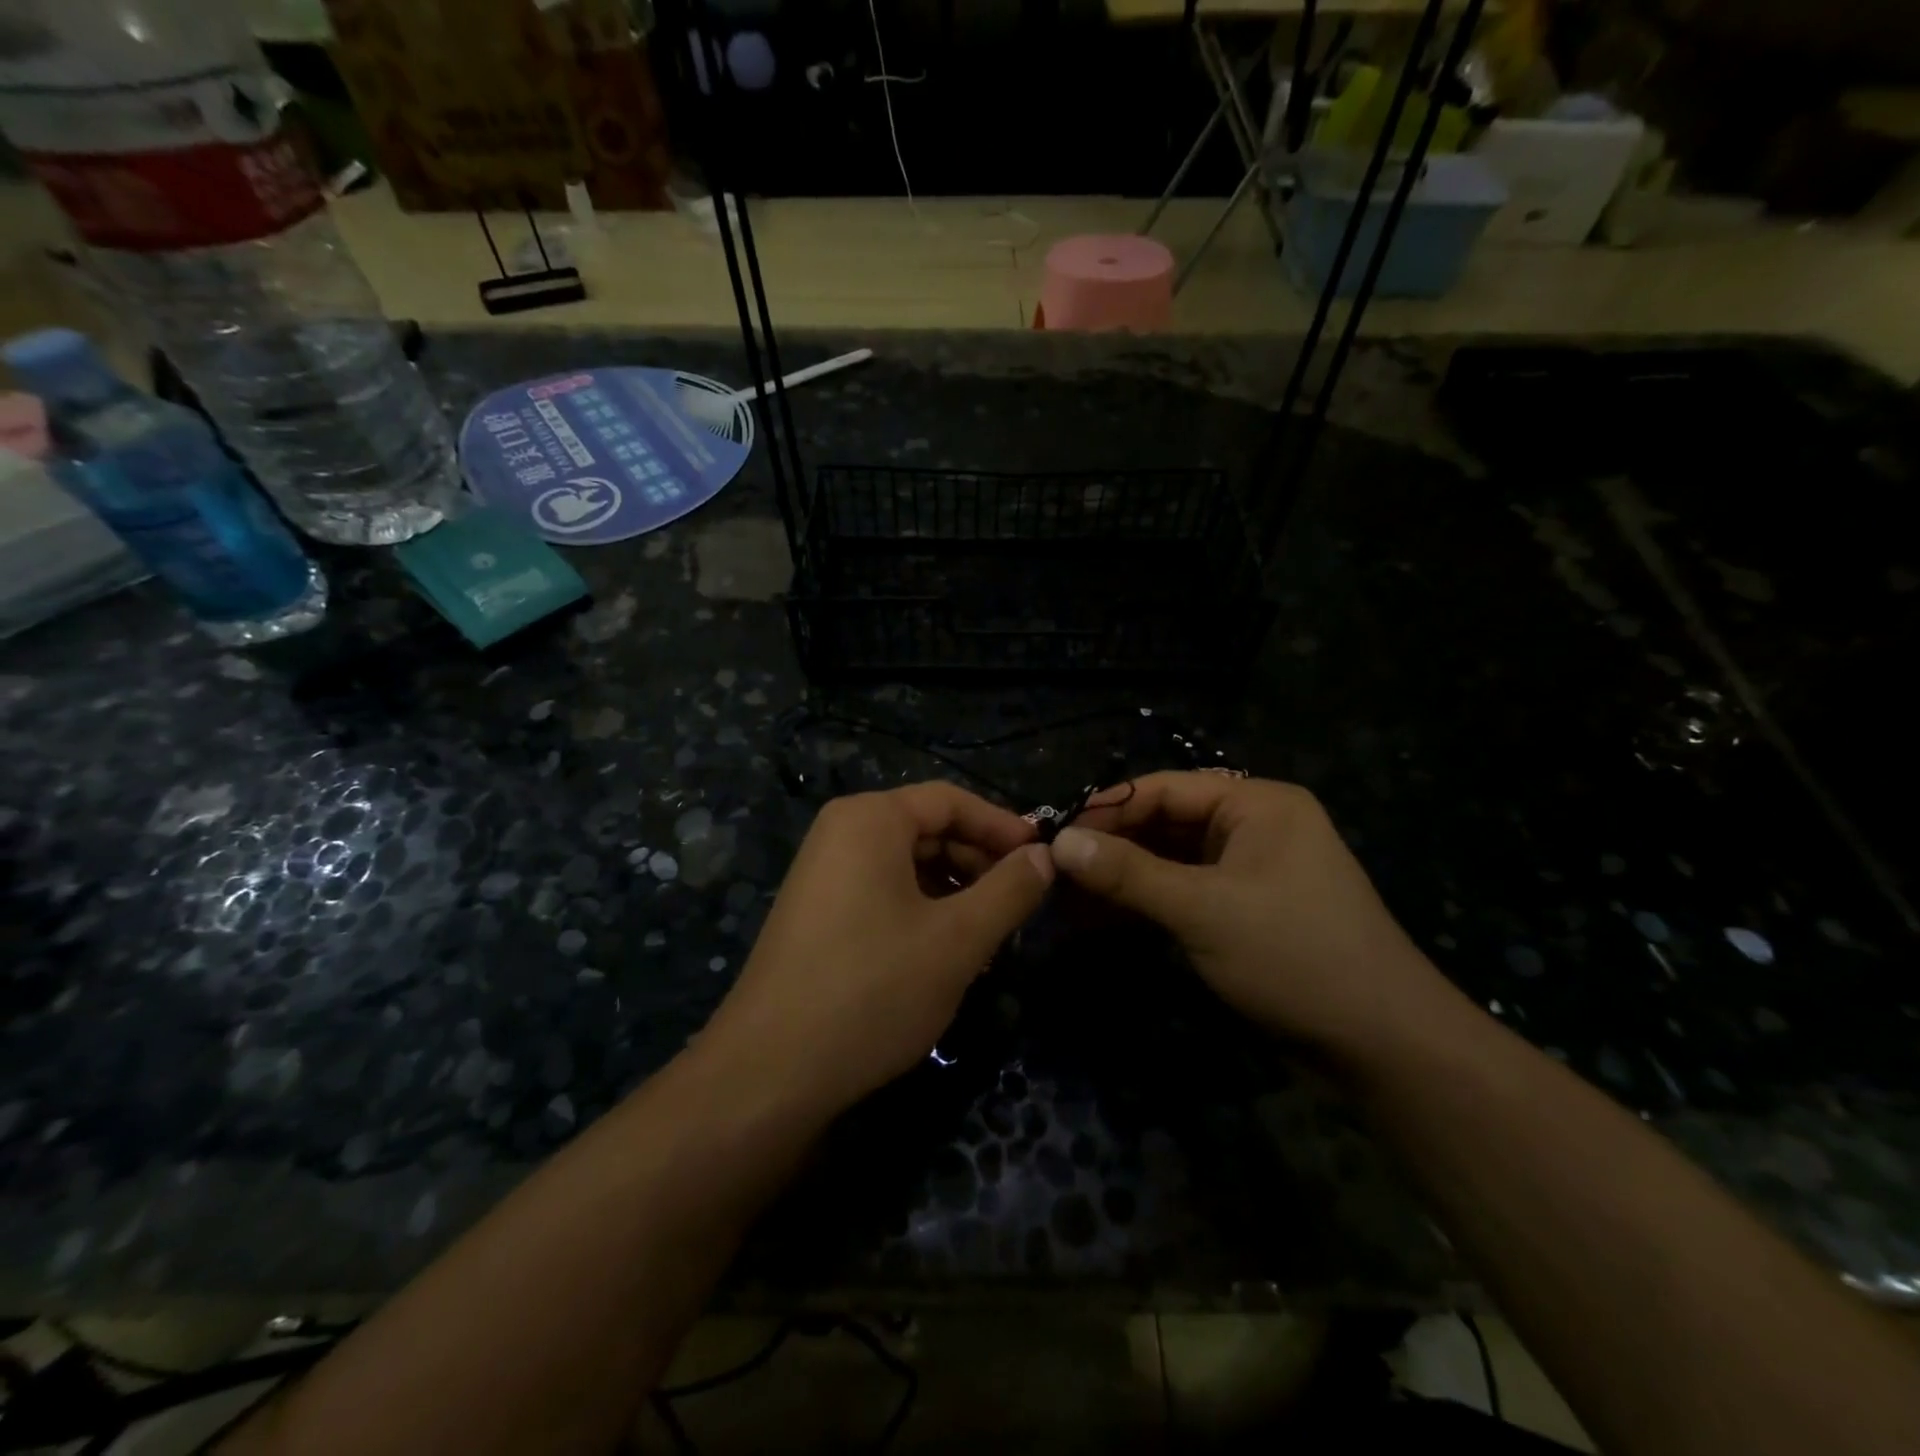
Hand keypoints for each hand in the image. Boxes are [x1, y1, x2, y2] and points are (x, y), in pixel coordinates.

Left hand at [700, 782, 1053, 1117]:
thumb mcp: (958, 939)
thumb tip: (1045, 855)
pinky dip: (922, 912)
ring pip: (907, 865)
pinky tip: (946, 954)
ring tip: (989, 936)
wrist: (770, 1072)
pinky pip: (882, 893)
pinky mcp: (817, 913)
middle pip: (927, 829)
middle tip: (1020, 904)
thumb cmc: (873, 989)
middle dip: (979, 862)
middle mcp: (841, 833)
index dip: (1002, 826)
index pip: (950, 800)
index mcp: (870, 819)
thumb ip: (1010, 890)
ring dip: (955, 892)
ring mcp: (823, 874)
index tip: (1043, 858)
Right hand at [1051, 773, 1465, 1063]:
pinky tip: (1101, 918)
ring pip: (1171, 861)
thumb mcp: (1203, 909)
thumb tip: (1059, 842)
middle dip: (1111, 847)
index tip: (1054, 833)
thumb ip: (1128, 873)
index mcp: (1257, 804)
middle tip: (1054, 870)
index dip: (1108, 809)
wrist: (1382, 1044)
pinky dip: (1146, 903)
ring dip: (1123, 878)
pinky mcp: (1245, 910)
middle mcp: (1254, 827)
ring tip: (1066, 896)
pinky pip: (1185, 892)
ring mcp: (1251, 870)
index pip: (1166, 789)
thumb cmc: (1293, 955)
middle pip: (1166, 823)